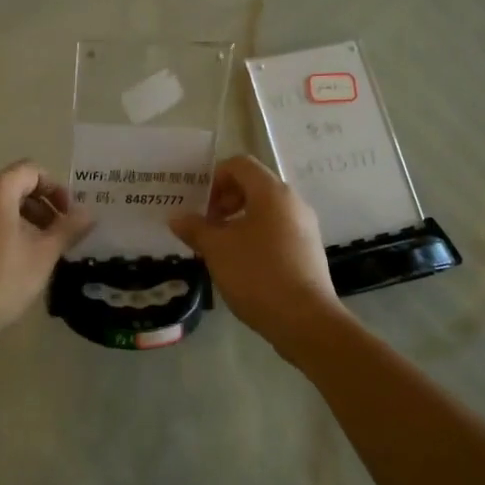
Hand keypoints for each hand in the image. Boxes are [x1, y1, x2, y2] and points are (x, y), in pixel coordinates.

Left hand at [0, 161, 92, 341]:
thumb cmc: (3, 279)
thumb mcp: (44, 254)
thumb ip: (68, 228)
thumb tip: (89, 213)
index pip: (32, 171)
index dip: (56, 189)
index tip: (69, 216)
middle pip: (11, 187)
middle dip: (39, 207)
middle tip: (57, 235)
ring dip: (18, 221)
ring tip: (34, 251)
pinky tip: (5, 263)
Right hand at [171, 155, 347, 355]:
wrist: (305, 319)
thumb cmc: (257, 274)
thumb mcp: (217, 249)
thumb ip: (195, 228)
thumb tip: (177, 218)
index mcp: (272, 192)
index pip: (240, 164)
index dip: (214, 177)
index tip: (198, 204)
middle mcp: (292, 202)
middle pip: (253, 185)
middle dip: (224, 200)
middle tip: (205, 225)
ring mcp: (304, 227)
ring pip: (265, 210)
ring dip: (237, 220)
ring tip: (218, 246)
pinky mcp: (307, 250)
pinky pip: (276, 230)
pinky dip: (254, 236)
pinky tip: (240, 263)